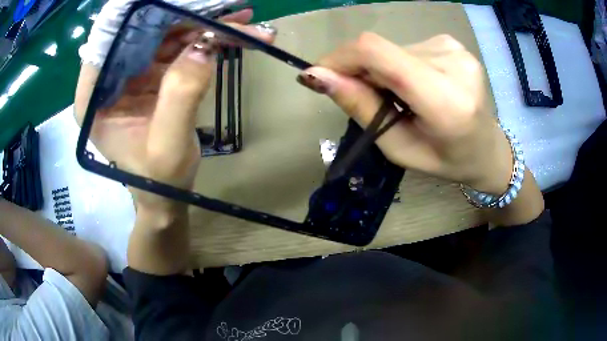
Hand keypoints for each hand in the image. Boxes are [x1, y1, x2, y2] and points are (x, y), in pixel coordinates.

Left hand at [74, 12, 275, 211]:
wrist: (167, 193)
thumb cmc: (158, 180)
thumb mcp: (167, 147)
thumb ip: (180, 96)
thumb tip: (206, 45)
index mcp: (94, 96)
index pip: (107, 39)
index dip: (135, 11)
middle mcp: (109, 77)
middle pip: (142, 29)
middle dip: (184, 14)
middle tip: (226, 7)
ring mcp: (132, 73)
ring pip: (166, 33)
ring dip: (204, 25)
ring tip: (243, 21)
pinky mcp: (152, 74)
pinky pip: (179, 46)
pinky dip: (206, 39)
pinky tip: (233, 35)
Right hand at [297, 33, 512, 194]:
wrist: (487, 148)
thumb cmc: (446, 160)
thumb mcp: (399, 148)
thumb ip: (361, 108)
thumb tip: (317, 76)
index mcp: (445, 101)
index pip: (377, 53)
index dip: (340, 58)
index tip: (322, 77)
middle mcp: (452, 64)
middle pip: (381, 49)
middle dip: (360, 71)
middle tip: (370, 99)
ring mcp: (455, 48)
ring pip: (392, 48)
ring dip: (383, 71)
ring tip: (401, 98)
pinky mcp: (452, 43)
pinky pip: (408, 47)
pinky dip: (400, 65)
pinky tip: (416, 85)